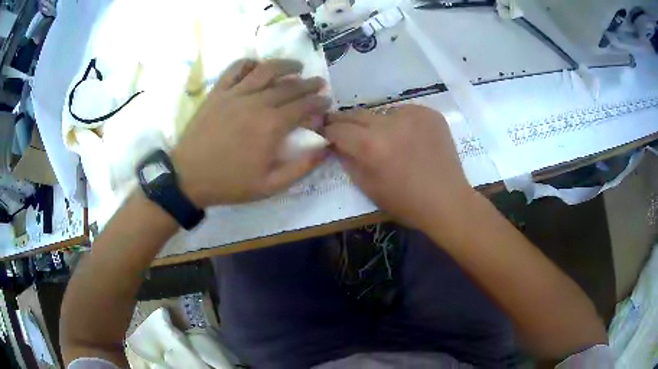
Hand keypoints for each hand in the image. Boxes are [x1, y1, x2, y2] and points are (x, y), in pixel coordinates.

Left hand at [172, 59, 330, 206]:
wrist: (189, 177)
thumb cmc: (230, 183)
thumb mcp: (270, 186)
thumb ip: (301, 167)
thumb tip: (325, 148)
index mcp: (271, 126)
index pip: (303, 106)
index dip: (319, 102)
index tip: (327, 101)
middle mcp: (256, 103)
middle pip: (289, 86)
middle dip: (309, 83)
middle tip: (319, 83)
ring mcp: (235, 94)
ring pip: (266, 70)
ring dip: (285, 65)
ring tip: (297, 66)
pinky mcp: (218, 93)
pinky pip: (235, 69)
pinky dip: (249, 63)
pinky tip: (257, 66)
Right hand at [325, 105, 474, 231]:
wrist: (447, 200)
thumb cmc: (406, 202)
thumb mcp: (368, 187)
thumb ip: (348, 161)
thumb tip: (337, 144)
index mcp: (371, 145)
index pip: (338, 129)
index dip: (327, 131)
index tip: (325, 134)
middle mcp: (389, 123)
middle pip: (356, 114)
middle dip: (346, 122)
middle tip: (343, 129)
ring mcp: (412, 114)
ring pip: (381, 113)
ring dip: (376, 124)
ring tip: (384, 139)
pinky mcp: (429, 113)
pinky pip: (404, 112)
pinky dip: (400, 123)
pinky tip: (408, 138)